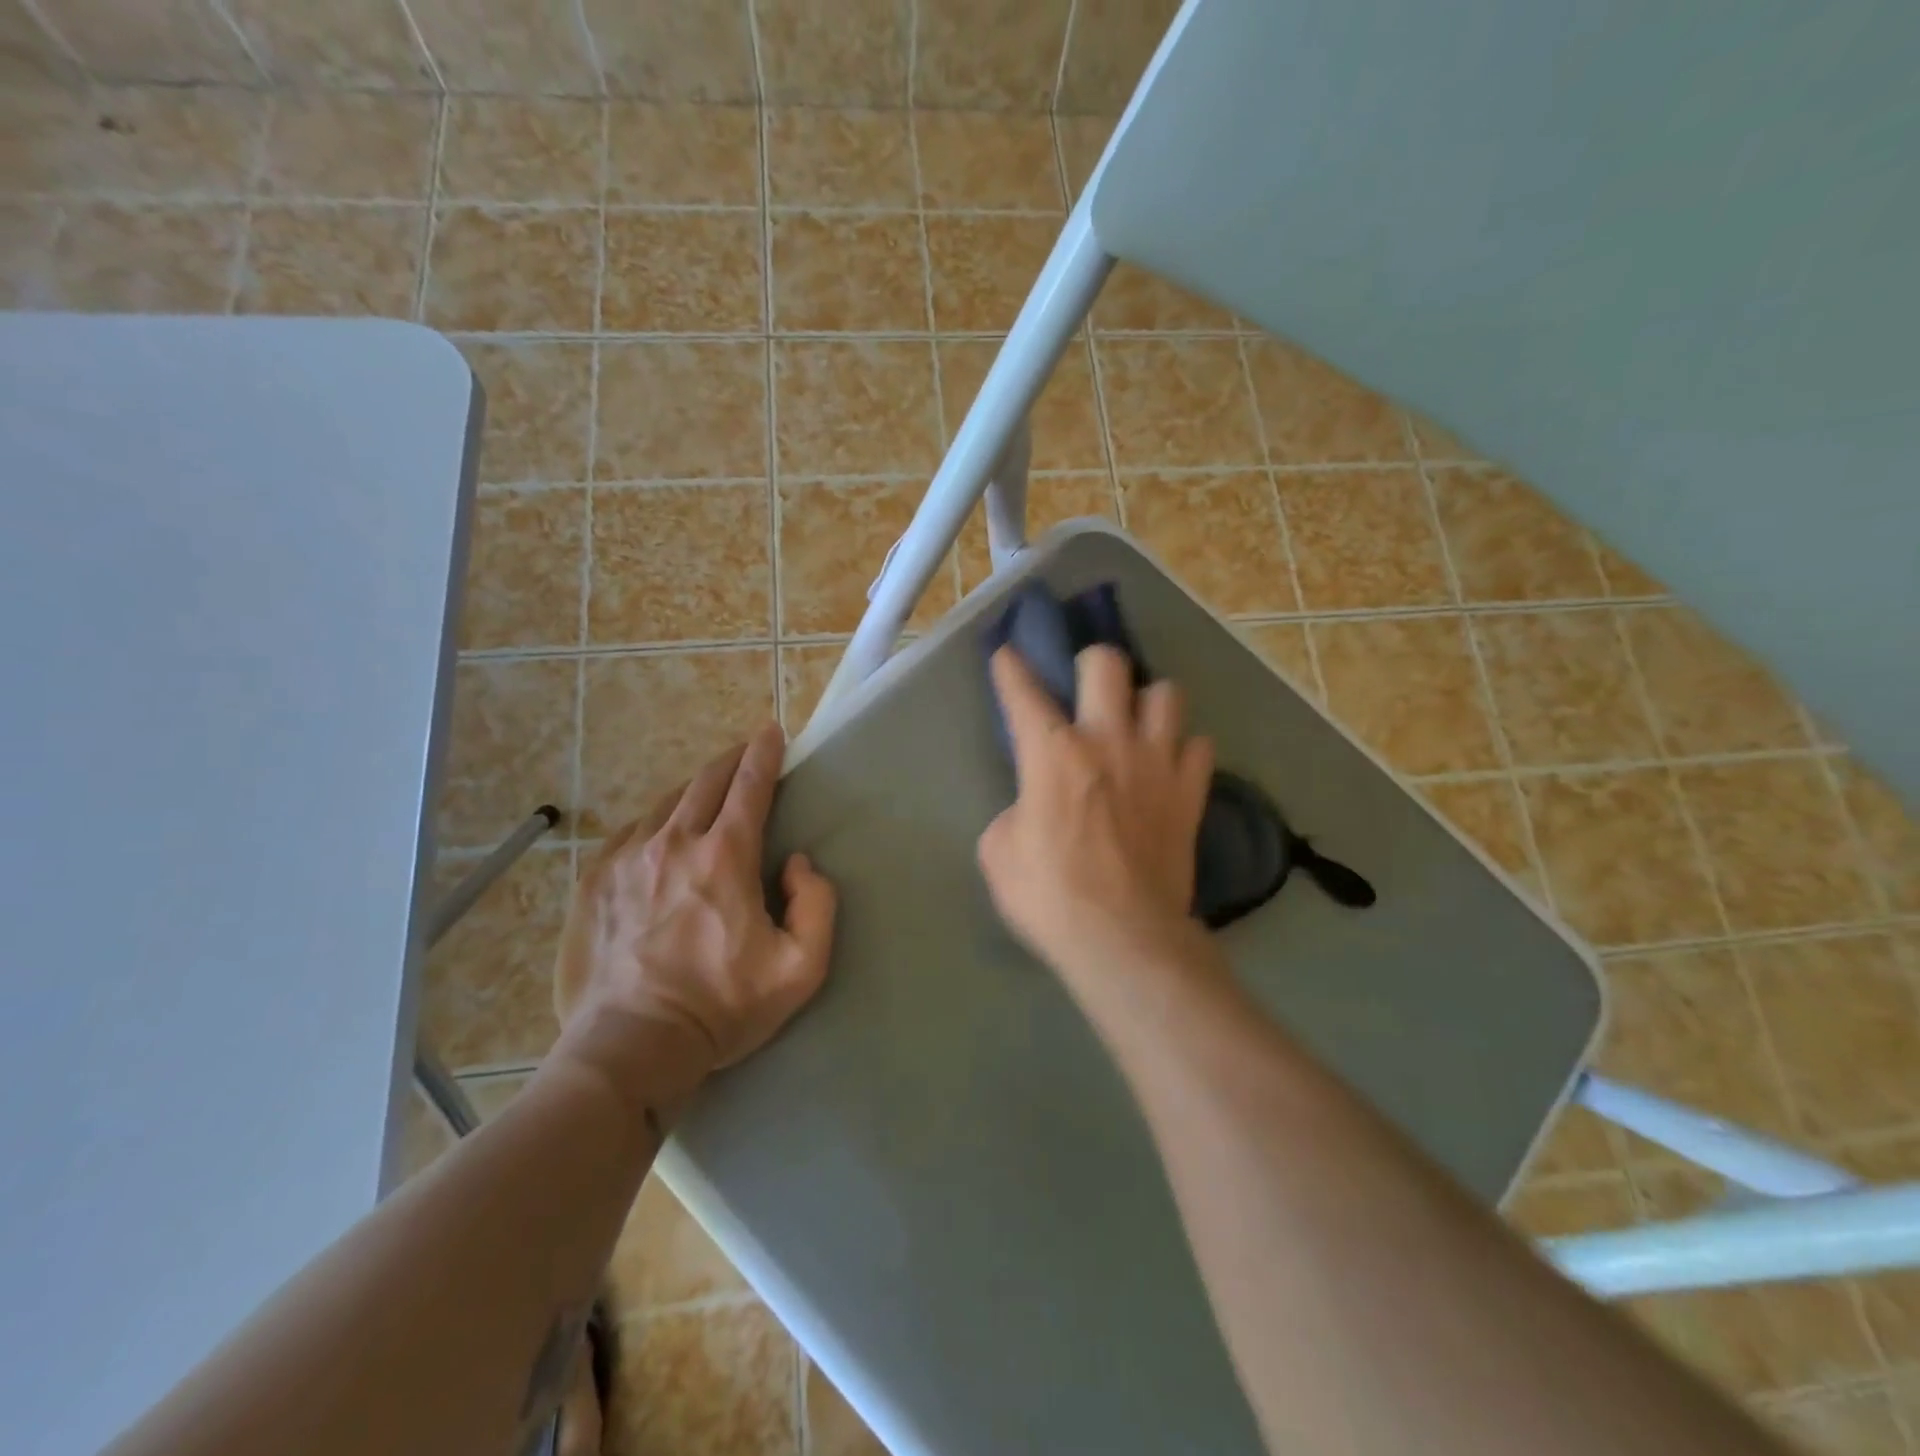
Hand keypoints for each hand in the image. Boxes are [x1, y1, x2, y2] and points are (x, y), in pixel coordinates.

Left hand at [553, 724, 837, 1079]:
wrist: (629, 1048)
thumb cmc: (722, 1009)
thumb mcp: (801, 968)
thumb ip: (817, 905)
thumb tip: (796, 862)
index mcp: (724, 856)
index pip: (749, 785)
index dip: (764, 753)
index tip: (772, 732)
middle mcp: (673, 843)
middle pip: (705, 781)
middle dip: (731, 761)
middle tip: (745, 754)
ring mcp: (627, 859)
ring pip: (666, 802)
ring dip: (694, 789)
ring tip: (708, 792)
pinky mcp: (595, 881)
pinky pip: (631, 830)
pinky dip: (656, 819)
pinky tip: (662, 830)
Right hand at [978, 645, 1213, 976]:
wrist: (1123, 939)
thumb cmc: (1050, 897)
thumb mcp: (1000, 853)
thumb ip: (1016, 812)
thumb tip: (1035, 806)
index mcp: (1053, 753)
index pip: (1023, 692)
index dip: (1011, 667)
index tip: (1007, 652)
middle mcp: (1108, 741)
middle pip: (1107, 664)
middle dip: (1092, 663)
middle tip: (1086, 688)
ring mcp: (1157, 763)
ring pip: (1167, 694)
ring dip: (1148, 702)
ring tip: (1137, 724)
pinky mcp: (1190, 793)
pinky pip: (1199, 746)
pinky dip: (1183, 750)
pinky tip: (1170, 766)